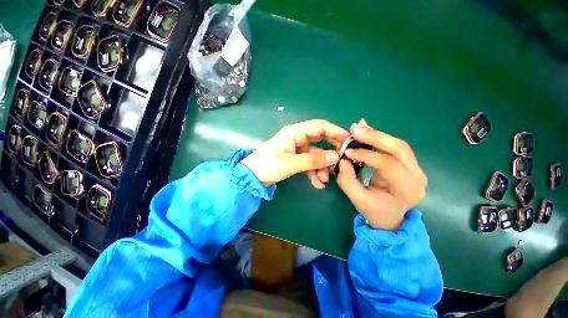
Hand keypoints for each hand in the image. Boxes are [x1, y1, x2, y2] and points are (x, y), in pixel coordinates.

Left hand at [241, 120, 348, 186]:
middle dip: (330, 152)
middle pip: (319, 140)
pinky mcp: (295, 158)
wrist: (253, 177)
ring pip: (315, 155)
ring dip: (321, 167)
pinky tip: (317, 184)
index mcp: (295, 132)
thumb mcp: (292, 163)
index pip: (320, 126)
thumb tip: (335, 156)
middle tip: (341, 162)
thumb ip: (314, 160)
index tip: (348, 141)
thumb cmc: (269, 165)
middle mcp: (297, 138)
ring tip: (325, 180)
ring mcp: (296, 149)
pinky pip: (308, 163)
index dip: (335, 131)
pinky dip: (313, 172)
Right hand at [336, 119, 427, 230]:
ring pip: (398, 144)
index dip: (367, 155)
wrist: (390, 217)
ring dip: (377, 135)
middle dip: (375, 137)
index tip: (347, 151)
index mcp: (407, 190)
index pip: (388, 165)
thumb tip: (342, 159)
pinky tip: (367, 131)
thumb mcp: (357, 199)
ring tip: (358, 128)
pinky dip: (380, 138)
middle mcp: (417, 176)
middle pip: (399, 148)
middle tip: (354, 129)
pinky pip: (395, 147)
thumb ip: (347, 181)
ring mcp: (416, 168)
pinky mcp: (409, 163)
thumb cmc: (374, 211)